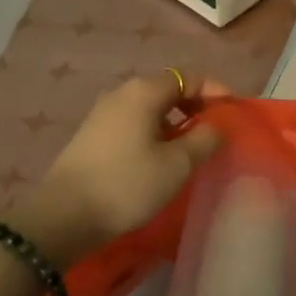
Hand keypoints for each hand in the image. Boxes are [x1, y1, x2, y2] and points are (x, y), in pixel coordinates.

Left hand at [18, 73, 227, 266]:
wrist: (62, 217)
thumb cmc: (127, 184)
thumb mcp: (177, 164)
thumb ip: (204, 139)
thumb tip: (216, 125)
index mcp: (144, 91)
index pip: (189, 77)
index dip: (216, 90)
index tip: (234, 112)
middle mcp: (122, 93)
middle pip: (168, 89)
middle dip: (196, 106)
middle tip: (216, 130)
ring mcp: (103, 114)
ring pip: (150, 109)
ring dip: (175, 122)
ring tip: (193, 148)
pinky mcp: (93, 136)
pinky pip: (134, 124)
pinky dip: (155, 132)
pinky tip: (161, 159)